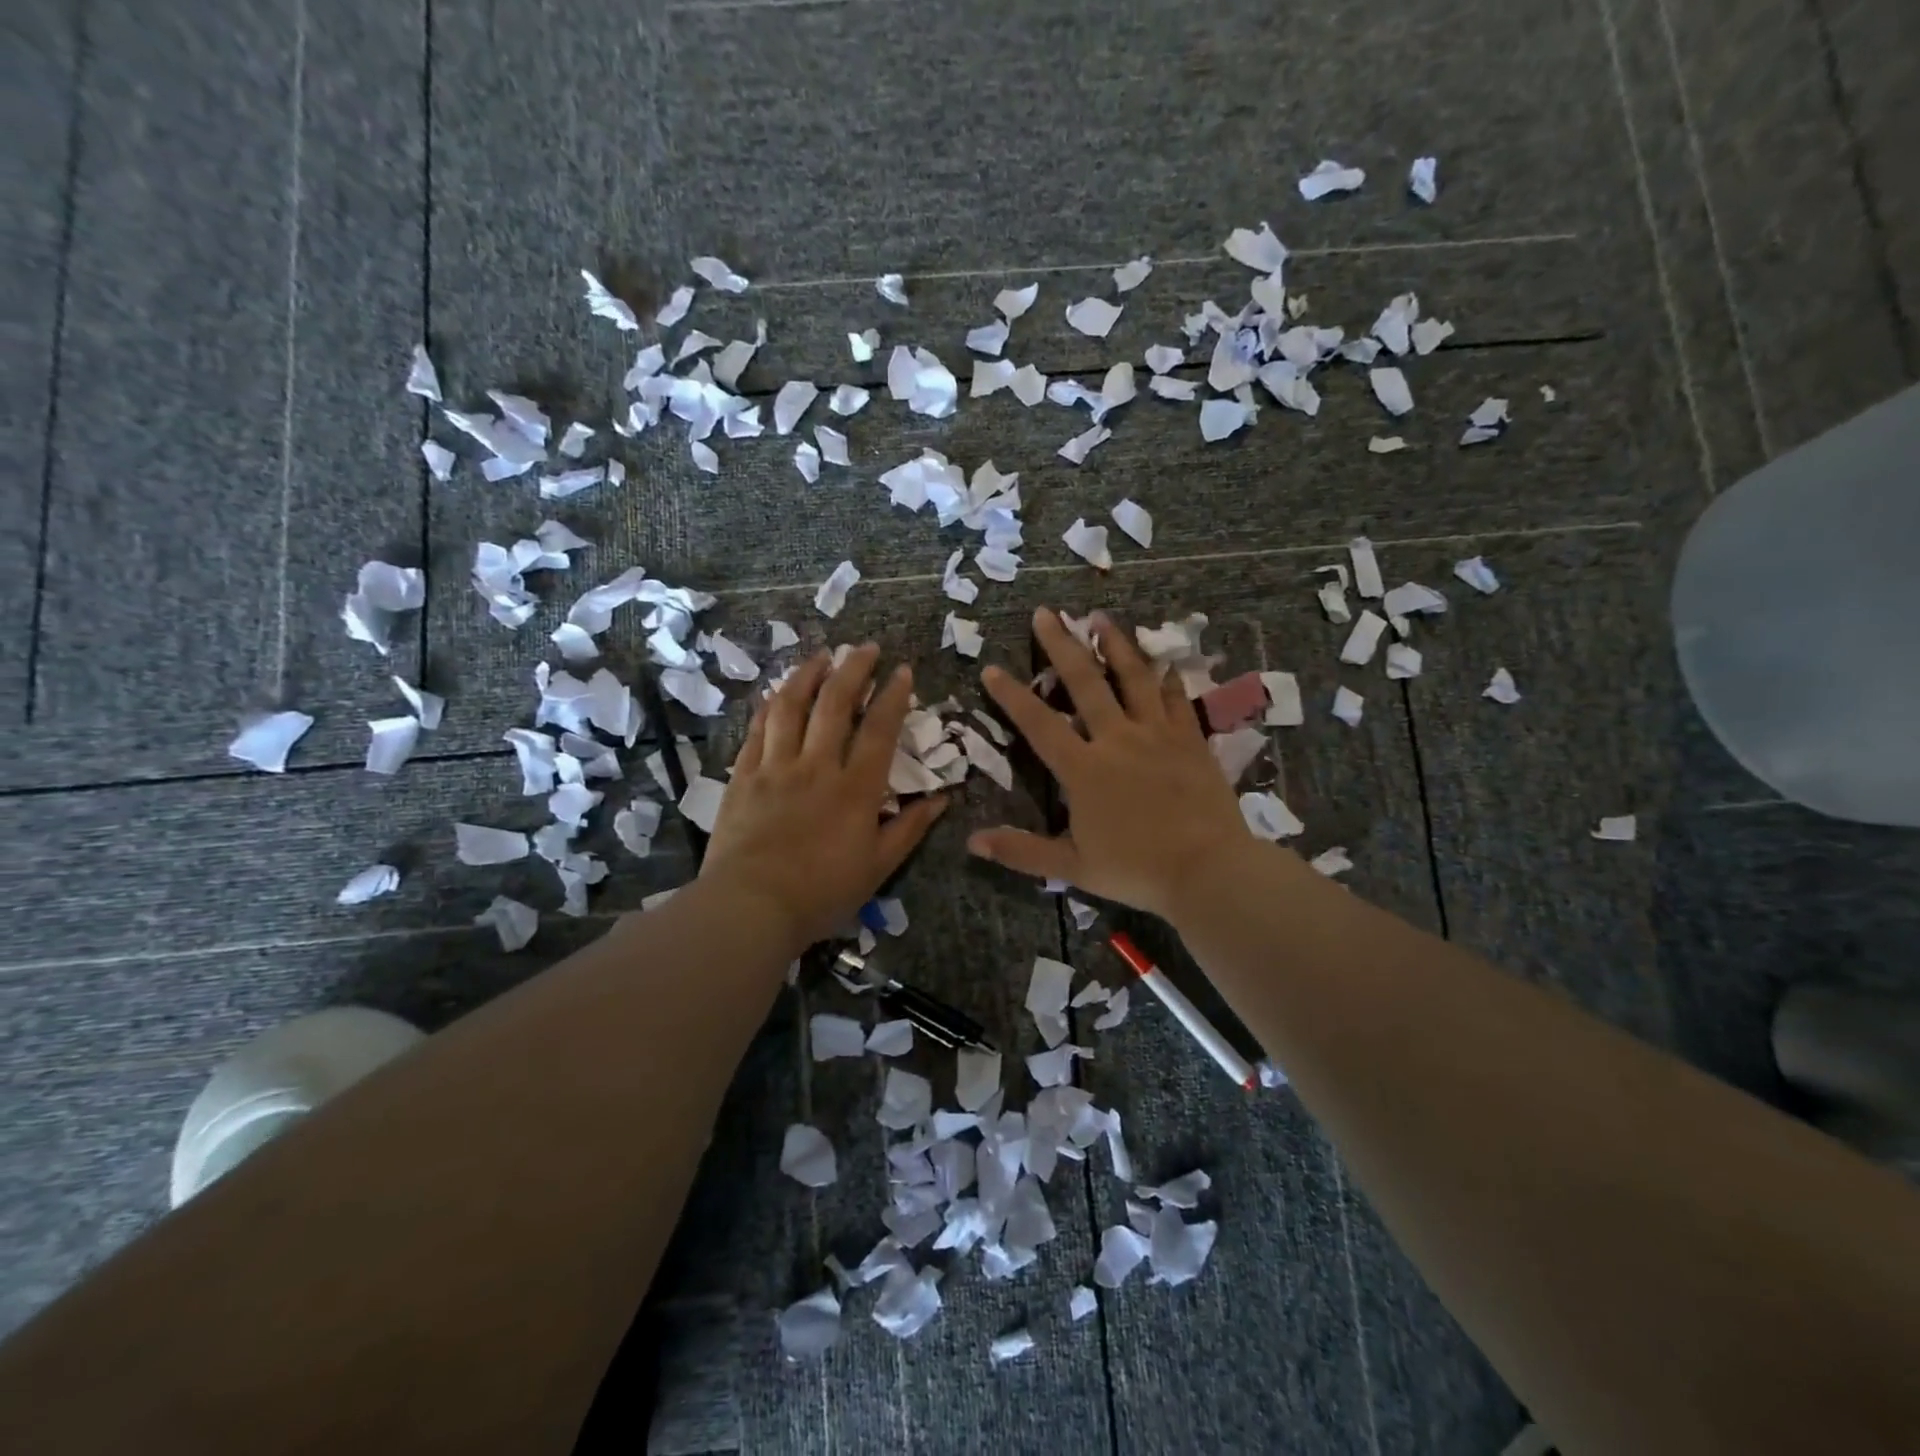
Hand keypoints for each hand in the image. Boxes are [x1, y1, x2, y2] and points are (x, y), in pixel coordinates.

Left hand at [701, 645, 946, 951]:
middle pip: (835, 704)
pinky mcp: (743, 777)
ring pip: (791, 707)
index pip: (879, 729)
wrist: (751, 907)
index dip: (893, 696)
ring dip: (807, 675)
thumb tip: (943, 799)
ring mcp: (776, 767)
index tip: (902, 671)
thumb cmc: (822, 892)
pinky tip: (777, 693)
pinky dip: (769, 706)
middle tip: (865, 648)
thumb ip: (910, 829)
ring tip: (821, 656)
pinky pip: (757, 731)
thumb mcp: (878, 867)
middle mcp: (817, 766)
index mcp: (855, 788)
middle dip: (853, 669)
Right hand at [967, 607, 1257, 924]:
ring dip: (1115, 645)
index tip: (992, 668)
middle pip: (1085, 682)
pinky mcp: (1191, 740)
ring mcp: (1157, 734)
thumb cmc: (1136, 870)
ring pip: (1133, 678)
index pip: (1039, 724)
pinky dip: (1167, 677)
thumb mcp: (1072, 866)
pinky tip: (1163, 661)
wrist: (1209, 870)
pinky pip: (1176, 699)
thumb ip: (1021, 851)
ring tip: (1100, 617)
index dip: (1012, 696)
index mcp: (1083, 769)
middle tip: (1046, 613)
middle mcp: (1117, 739)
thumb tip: (972, 842)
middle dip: (1062, 645)